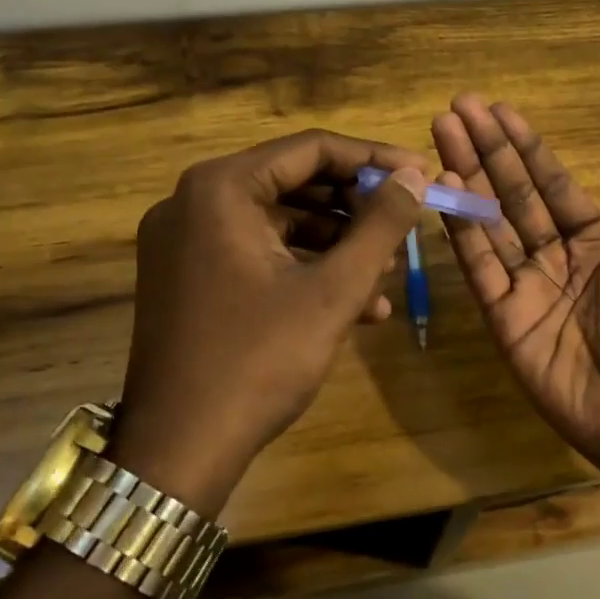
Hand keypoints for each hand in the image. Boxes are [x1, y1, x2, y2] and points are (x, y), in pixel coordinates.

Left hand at [112, 130, 429, 510]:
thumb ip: (380, 226)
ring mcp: (186, 241)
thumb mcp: (333, 291)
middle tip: (406, 227)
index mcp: (220, 189)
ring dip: (337, 245)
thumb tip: (415, 174)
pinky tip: (356, 306)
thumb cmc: (259, 360)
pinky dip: (305, 269)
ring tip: (387, 276)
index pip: (311, 149)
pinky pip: (258, 254)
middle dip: (356, 208)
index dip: (374, 160)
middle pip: (294, 182)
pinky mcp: (189, 276)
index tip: (420, 174)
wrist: (179, 449)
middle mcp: (194, 201)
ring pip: (280, 222)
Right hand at [432, 95, 599, 466]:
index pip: (552, 183)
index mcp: (596, 242)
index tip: (500, 110)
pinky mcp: (503, 317)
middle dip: (486, 150)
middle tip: (457, 108)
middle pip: (512, 193)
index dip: (527, 147)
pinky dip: (462, 232)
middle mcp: (555, 257)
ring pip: (489, 222)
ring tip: (441, 135)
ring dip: (466, 179)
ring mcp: (526, 286)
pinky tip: (446, 192)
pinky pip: (480, 267)